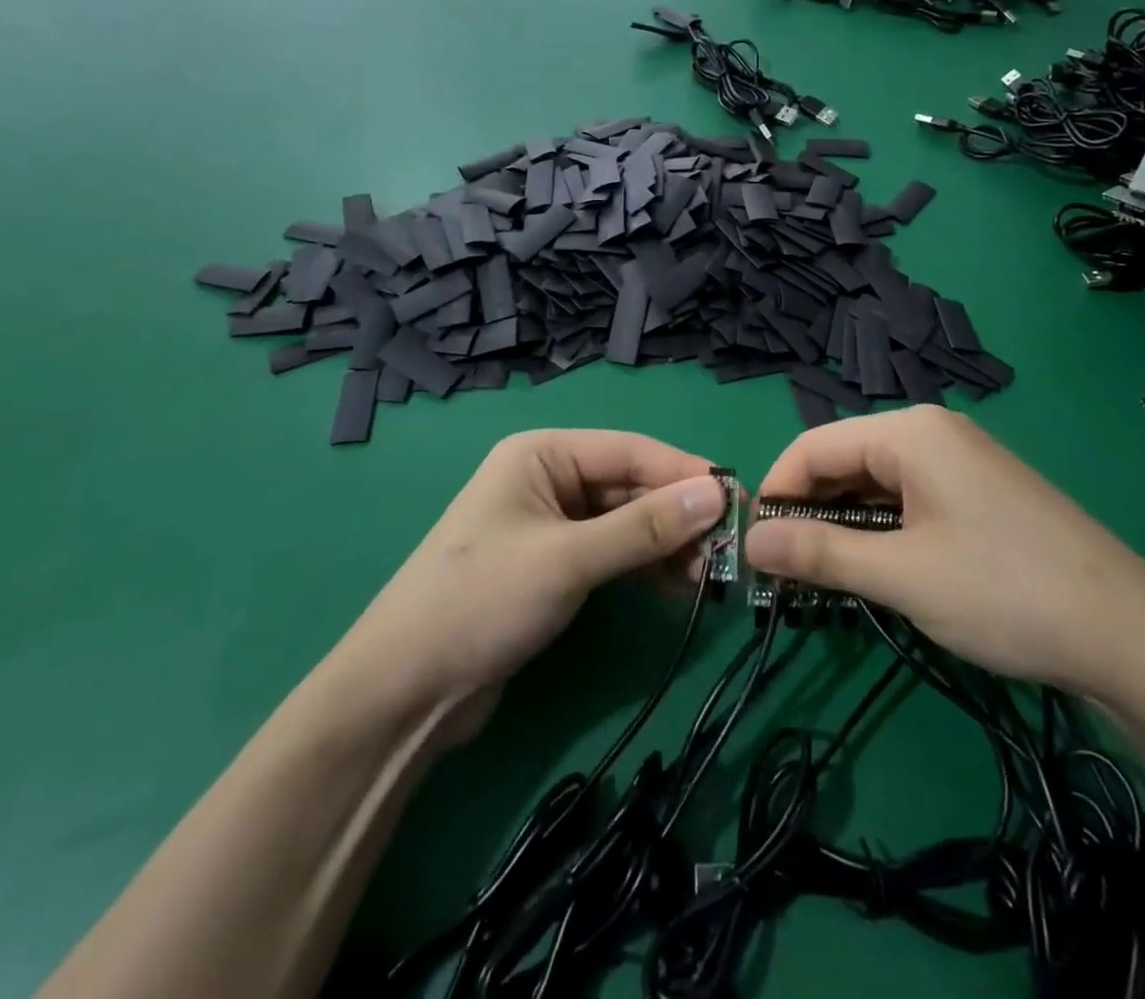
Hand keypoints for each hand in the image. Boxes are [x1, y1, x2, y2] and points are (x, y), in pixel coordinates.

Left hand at [332, 430, 726, 743]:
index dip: (685, 473)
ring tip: (712, 575)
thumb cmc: (481, 602)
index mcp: (543, 454)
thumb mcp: (569, 559)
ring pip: (625, 523)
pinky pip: (612, 554)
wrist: (404, 693)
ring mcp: (551, 525)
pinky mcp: (554, 567)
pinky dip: (645, 568)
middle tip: (731, 548)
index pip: (630, 451)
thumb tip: (718, 494)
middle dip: (678, 516)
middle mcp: (549, 480)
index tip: (739, 498)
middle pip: (630, 487)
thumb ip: (644, 527)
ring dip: (667, 545)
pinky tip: (681, 588)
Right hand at [745, 407, 1144, 699]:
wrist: (1135, 639)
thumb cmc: (1005, 593)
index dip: (776, 492)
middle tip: (782, 571)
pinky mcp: (979, 493)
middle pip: (843, 460)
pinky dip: (880, 528)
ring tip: (821, 576)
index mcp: (909, 432)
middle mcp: (932, 432)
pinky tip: (874, 567)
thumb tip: (749, 542)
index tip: (753, 547)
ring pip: (875, 483)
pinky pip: (908, 498)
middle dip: (808, 510)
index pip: (813, 446)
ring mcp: (961, 461)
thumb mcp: (902, 576)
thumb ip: (819, 554)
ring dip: (842, 524)